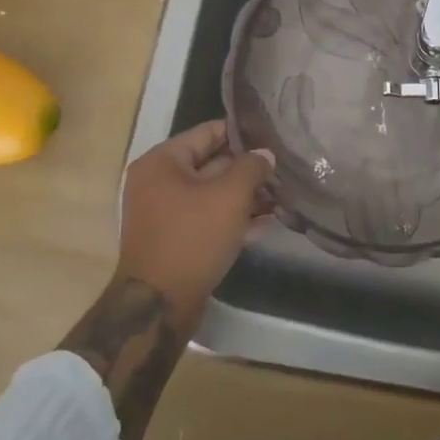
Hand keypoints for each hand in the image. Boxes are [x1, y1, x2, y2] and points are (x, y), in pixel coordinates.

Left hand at [117, 119, 273, 318]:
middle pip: (211, 163)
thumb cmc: (192, 238)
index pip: (208, 132)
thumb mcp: (229, 196)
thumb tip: (265, 154)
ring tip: (281, 194)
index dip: (242, 132)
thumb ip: (251, 167)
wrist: (159, 308)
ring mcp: (165, 214)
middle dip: (247, 168)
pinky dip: (233, 219)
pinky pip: (208, 219)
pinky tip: (266, 222)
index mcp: (161, 162)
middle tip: (282, 167)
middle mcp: (158, 183)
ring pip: (212, 194)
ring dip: (244, 195)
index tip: (272, 134)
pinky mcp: (175, 241)